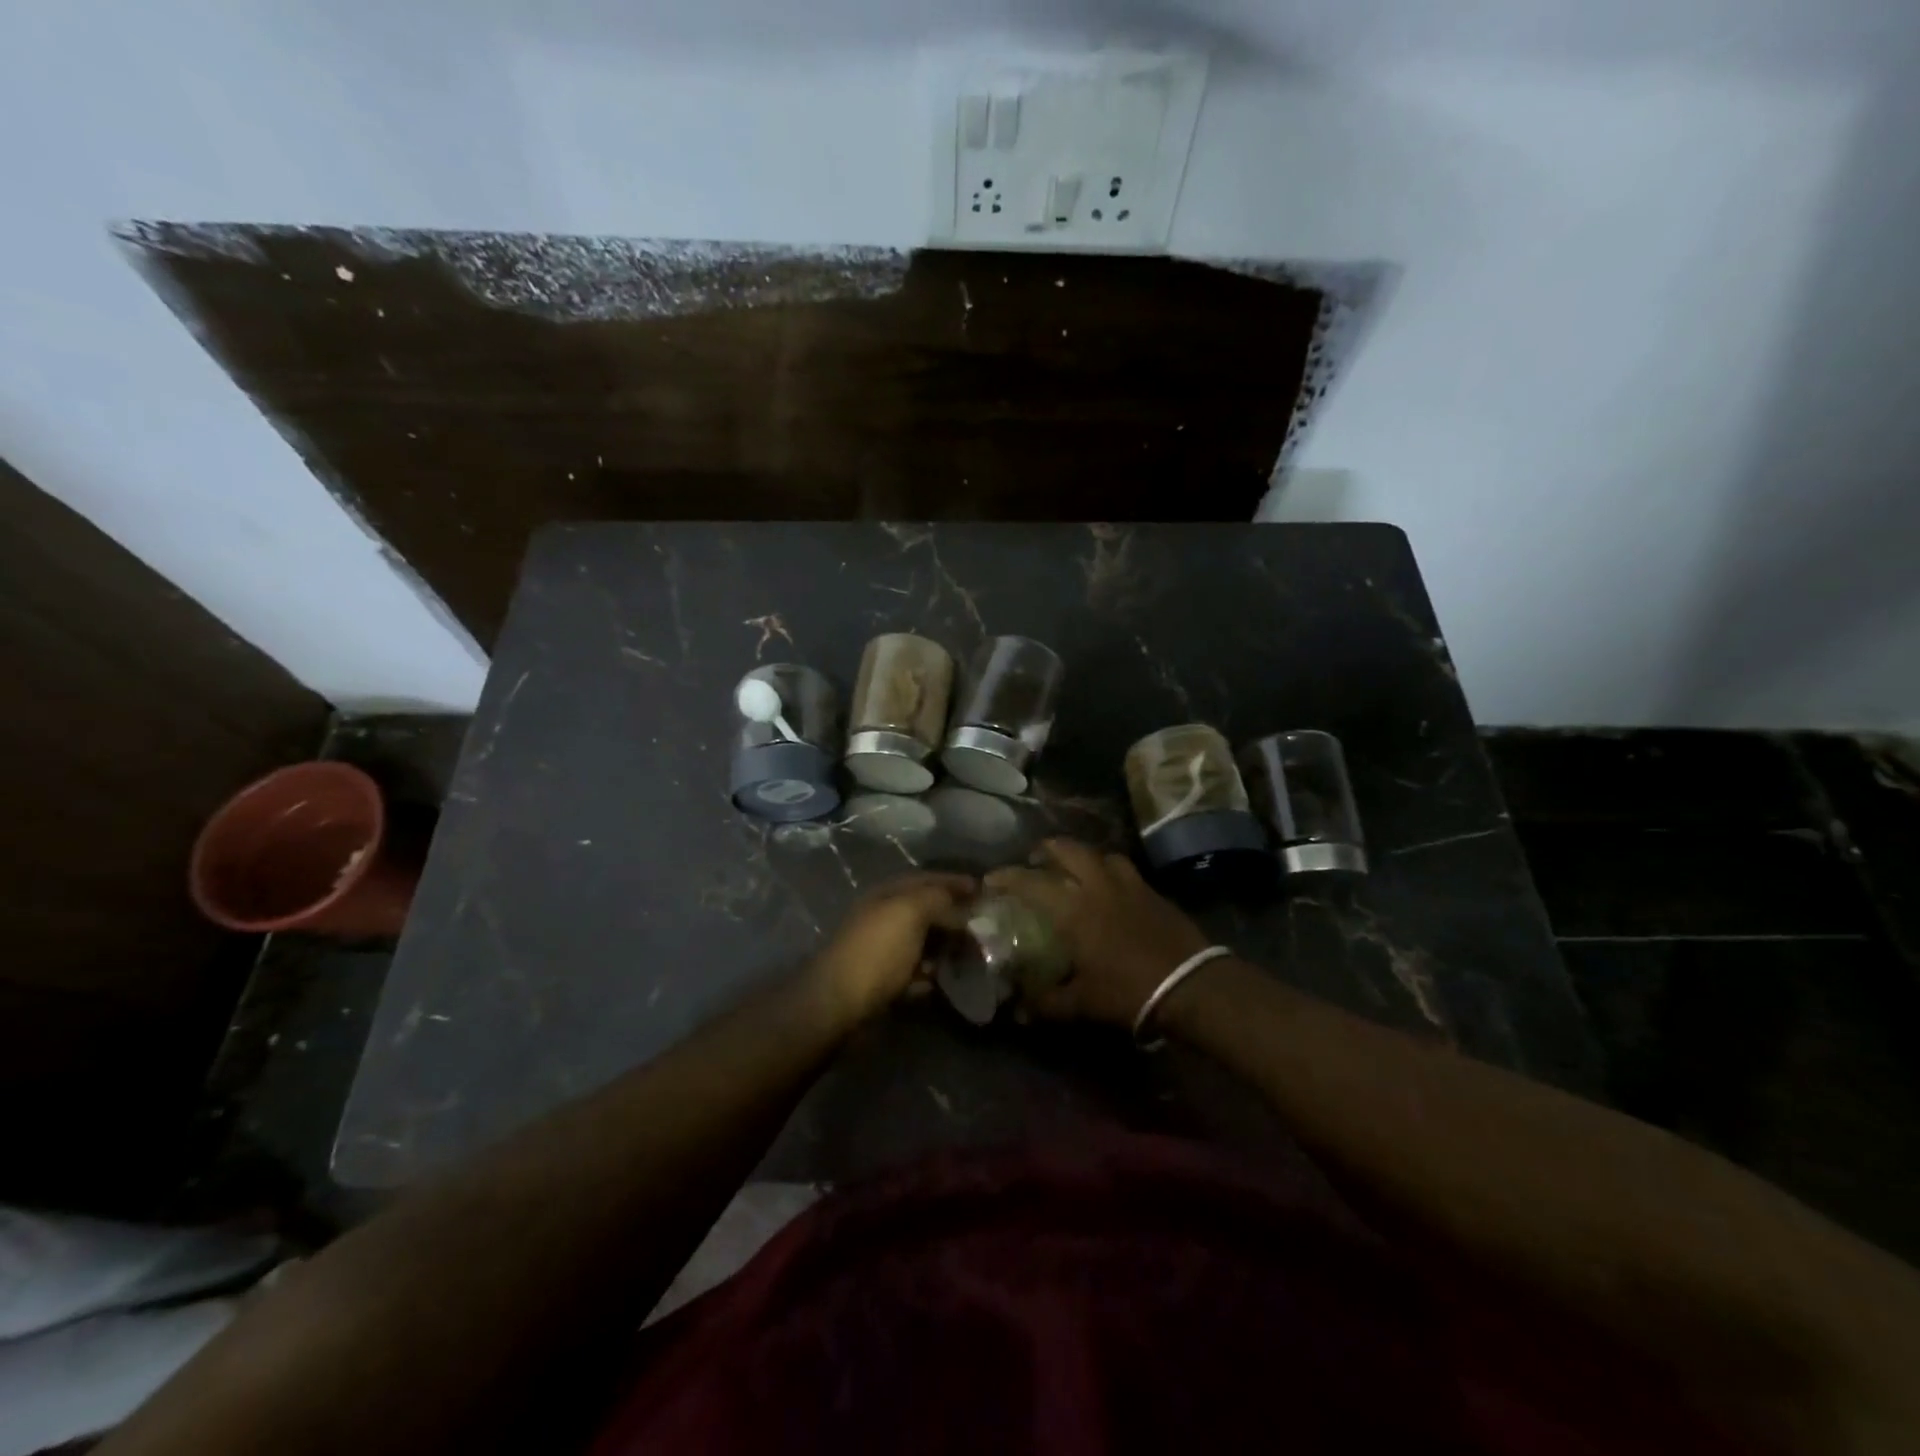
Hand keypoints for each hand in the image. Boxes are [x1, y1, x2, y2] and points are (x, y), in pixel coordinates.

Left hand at [804, 873, 974, 1025]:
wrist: (838, 1002)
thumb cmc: (877, 950)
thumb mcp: (910, 912)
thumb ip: (938, 899)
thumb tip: (960, 905)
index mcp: (888, 893)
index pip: (927, 879)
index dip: (955, 882)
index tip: (984, 890)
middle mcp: (884, 916)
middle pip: (926, 910)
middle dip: (955, 915)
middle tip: (985, 926)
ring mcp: (882, 950)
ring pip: (922, 941)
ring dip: (946, 946)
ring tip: (973, 955)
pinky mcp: (883, 981)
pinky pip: (915, 972)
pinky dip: (933, 974)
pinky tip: (949, 980)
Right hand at [985, 839, 1211, 1027]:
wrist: (1191, 985)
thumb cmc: (1128, 990)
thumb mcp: (1083, 1003)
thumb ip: (1048, 1003)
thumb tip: (1019, 1010)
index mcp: (1074, 908)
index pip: (1032, 882)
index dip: (1008, 877)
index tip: (992, 878)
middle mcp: (1099, 886)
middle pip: (1069, 850)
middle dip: (1048, 849)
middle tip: (1036, 858)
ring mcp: (1130, 885)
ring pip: (1102, 855)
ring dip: (1084, 856)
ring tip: (1077, 869)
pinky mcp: (1154, 892)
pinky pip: (1126, 870)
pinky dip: (1111, 872)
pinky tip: (1111, 890)